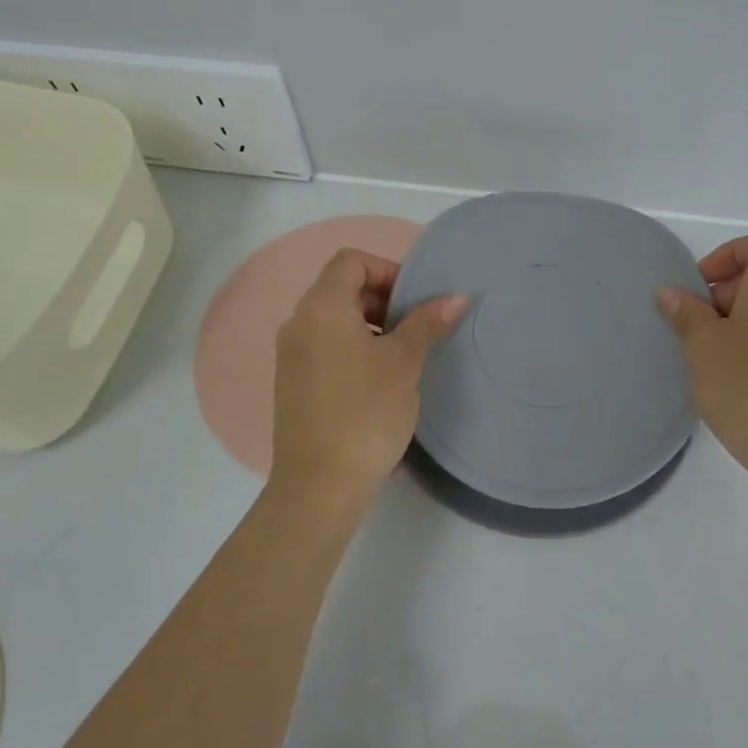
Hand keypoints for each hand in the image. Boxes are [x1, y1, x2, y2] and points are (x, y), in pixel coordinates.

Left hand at [270, 248, 466, 514]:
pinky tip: (380, 384)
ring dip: (371, 327)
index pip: (350, 261)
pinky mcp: (293, 385)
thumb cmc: (365, 412)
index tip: (415, 300)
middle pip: (341, 289)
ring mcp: (291, 356)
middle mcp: (298, 324)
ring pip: (334, 322)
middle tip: (416, 328)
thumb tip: (455, 297)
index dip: (387, 270)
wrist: (319, 486)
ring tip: (403, 358)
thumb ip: (426, 323)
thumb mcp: (404, 363)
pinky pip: (326, 349)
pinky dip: (354, 350)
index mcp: (321, 308)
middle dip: (383, 300)